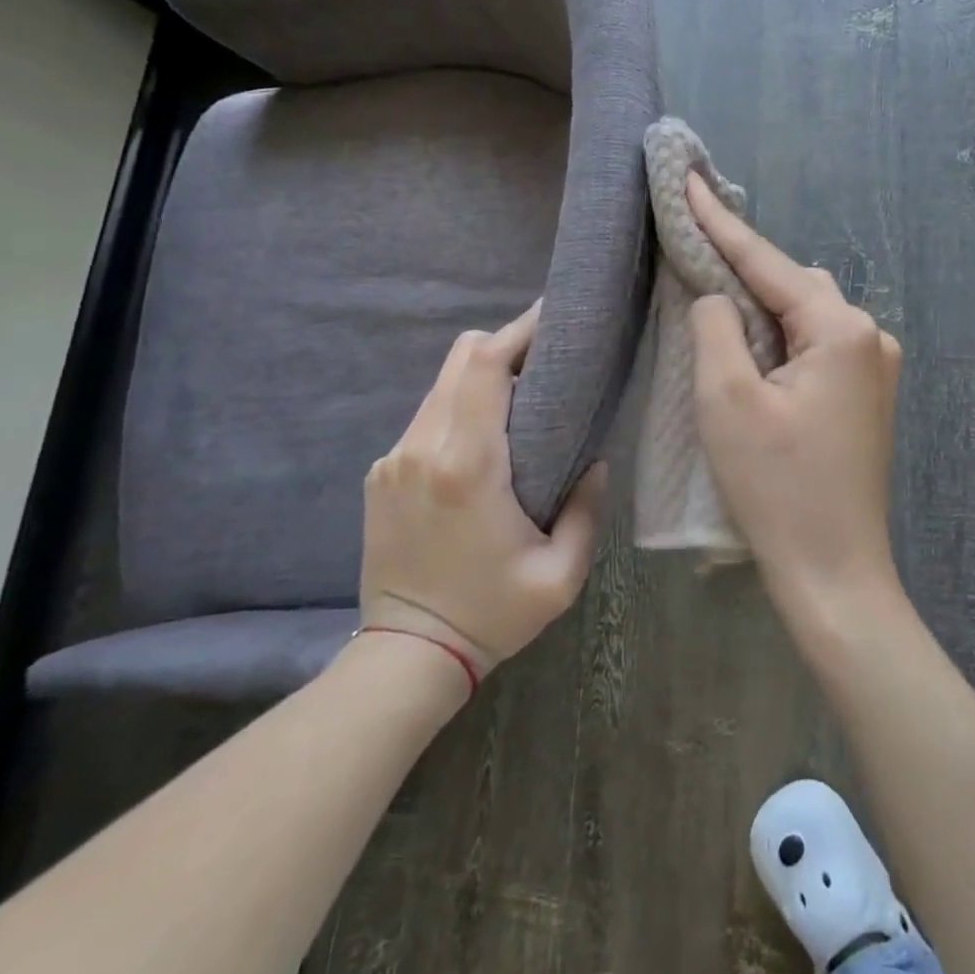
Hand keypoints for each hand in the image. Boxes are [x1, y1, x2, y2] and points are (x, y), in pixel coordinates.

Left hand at [359, 302, 605, 675]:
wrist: (406, 656)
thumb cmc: (491, 614)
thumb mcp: (560, 575)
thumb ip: (586, 509)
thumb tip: (594, 459)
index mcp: (468, 466)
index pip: (485, 366)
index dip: (519, 331)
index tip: (553, 317)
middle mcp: (422, 447)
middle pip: (461, 359)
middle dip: (504, 344)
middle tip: (545, 358)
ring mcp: (394, 458)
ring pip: (442, 384)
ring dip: (482, 378)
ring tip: (520, 397)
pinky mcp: (380, 472)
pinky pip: (426, 416)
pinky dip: (458, 409)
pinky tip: (482, 440)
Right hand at [686, 172, 903, 619]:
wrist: (835, 574)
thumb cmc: (777, 489)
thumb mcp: (727, 400)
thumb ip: (716, 326)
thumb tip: (717, 295)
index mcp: (842, 329)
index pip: (768, 262)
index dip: (720, 221)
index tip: (687, 179)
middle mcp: (871, 336)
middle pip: (793, 284)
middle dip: (742, 267)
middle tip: (691, 250)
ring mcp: (876, 368)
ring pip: (806, 314)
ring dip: (762, 306)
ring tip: (714, 301)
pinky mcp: (867, 396)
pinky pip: (817, 345)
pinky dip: (780, 337)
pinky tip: (752, 347)